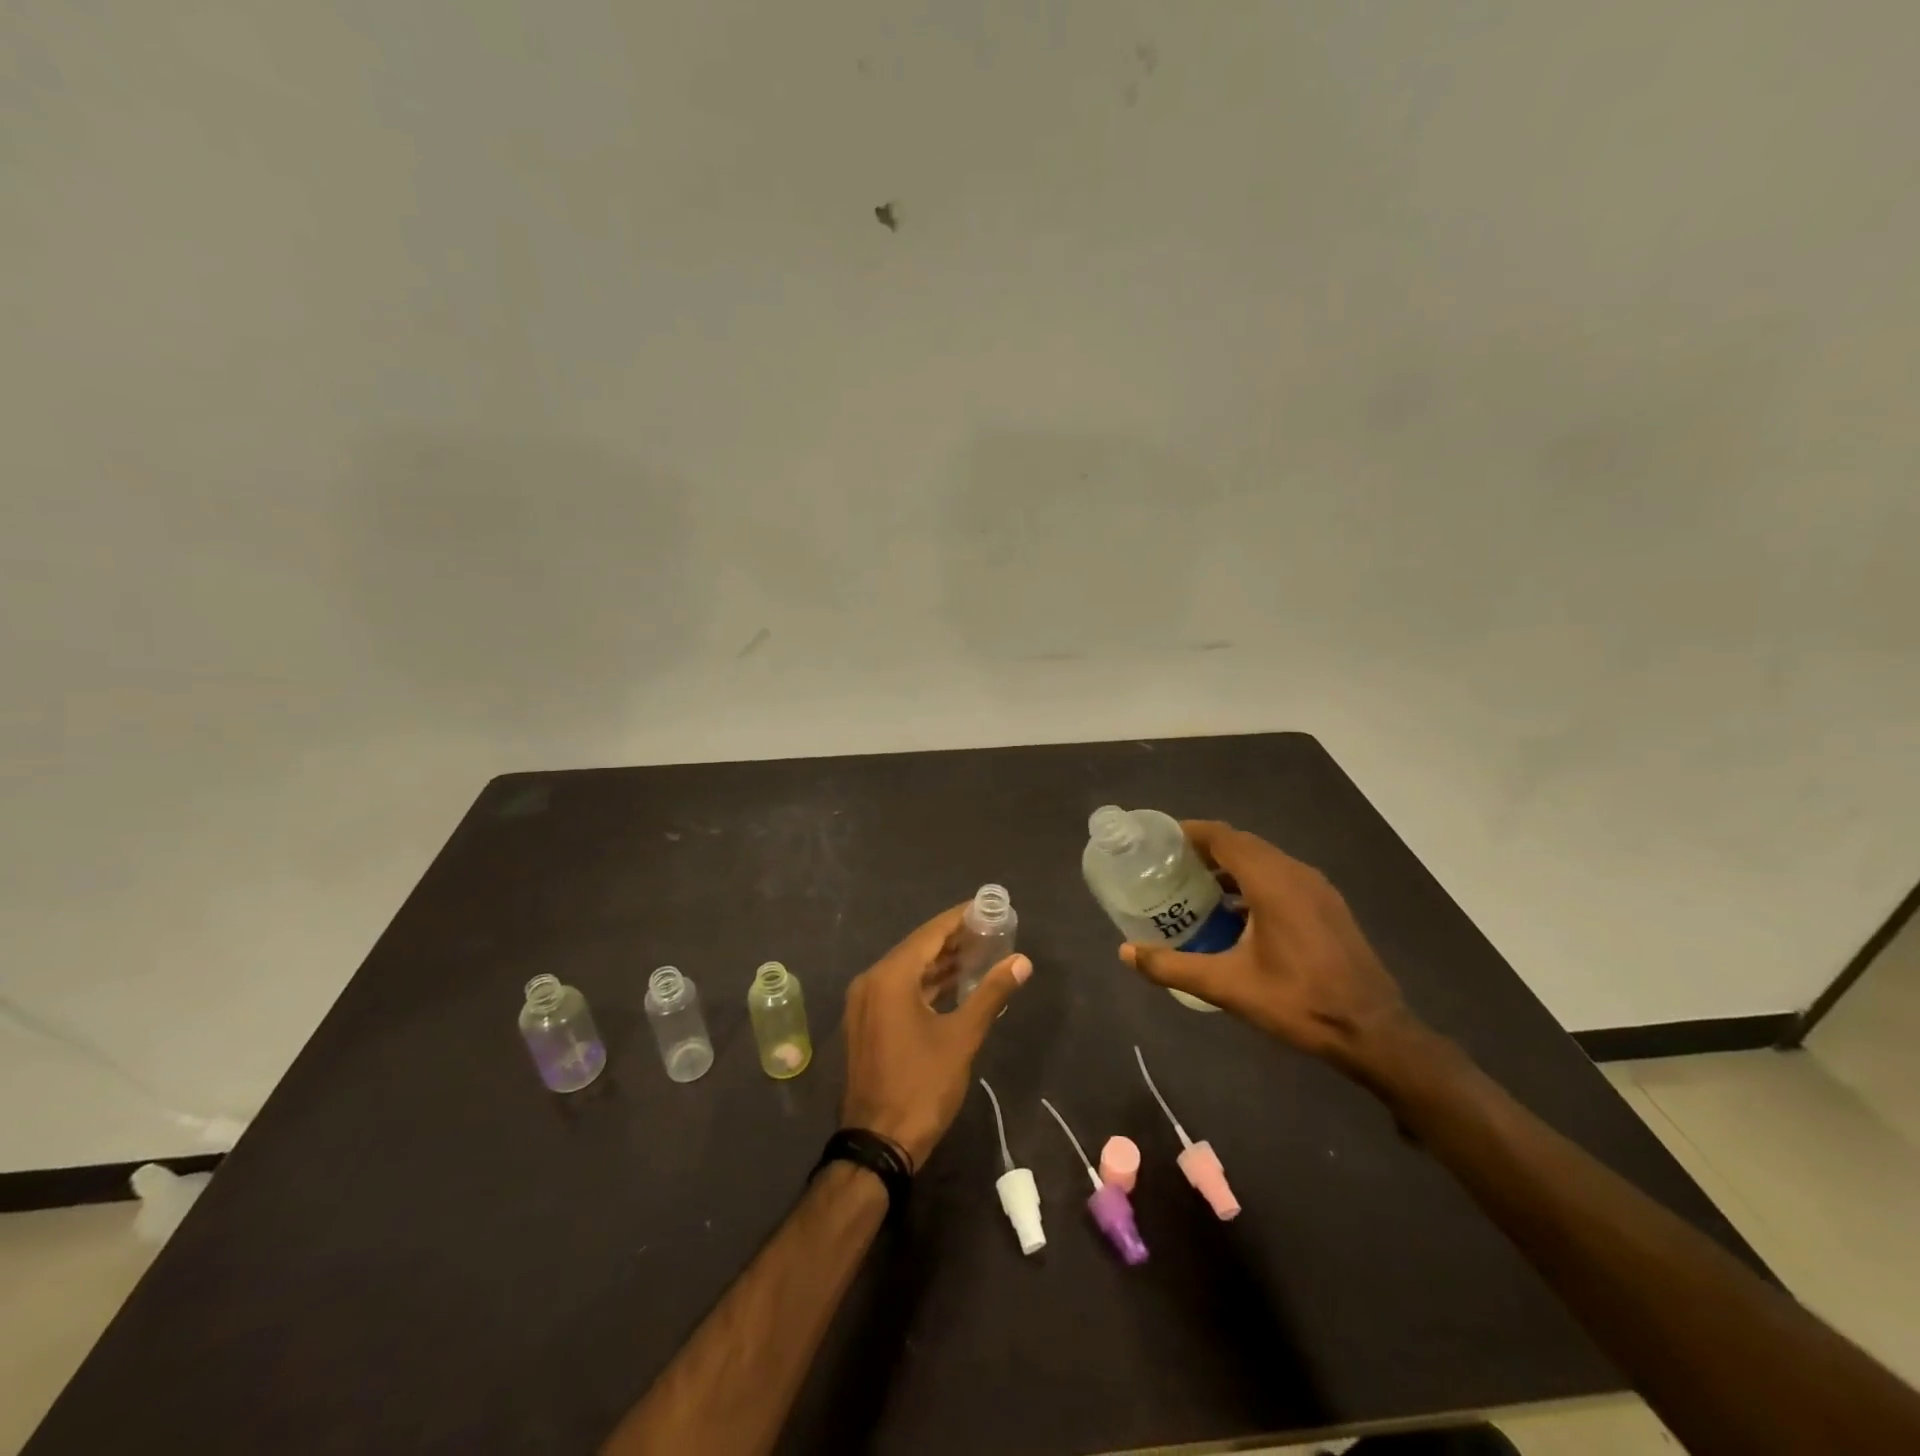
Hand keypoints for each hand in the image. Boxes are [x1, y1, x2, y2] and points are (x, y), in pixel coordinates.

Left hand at [841, 903, 1031, 1168]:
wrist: (878, 1144)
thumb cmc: (921, 1086)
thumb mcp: (962, 1037)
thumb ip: (991, 993)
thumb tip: (1021, 960)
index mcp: (890, 977)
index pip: (930, 933)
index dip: (959, 918)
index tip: (986, 907)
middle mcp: (871, 981)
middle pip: (917, 948)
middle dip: (953, 939)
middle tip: (990, 930)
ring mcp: (865, 1003)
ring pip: (908, 970)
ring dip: (941, 962)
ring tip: (980, 953)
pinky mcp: (867, 1023)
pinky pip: (899, 990)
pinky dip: (926, 984)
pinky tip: (954, 984)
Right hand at [1120, 821, 1413, 1073]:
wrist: (1374, 1033)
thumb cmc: (1297, 1002)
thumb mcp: (1227, 987)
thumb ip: (1172, 966)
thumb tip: (1125, 952)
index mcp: (1271, 881)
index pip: (1223, 836)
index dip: (1189, 832)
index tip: (1160, 841)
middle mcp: (1296, 873)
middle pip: (1243, 844)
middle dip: (1205, 849)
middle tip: (1170, 866)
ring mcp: (1317, 888)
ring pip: (1265, 860)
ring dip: (1230, 865)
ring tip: (1197, 888)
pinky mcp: (1328, 906)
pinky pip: (1282, 877)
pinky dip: (1253, 881)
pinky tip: (1236, 914)